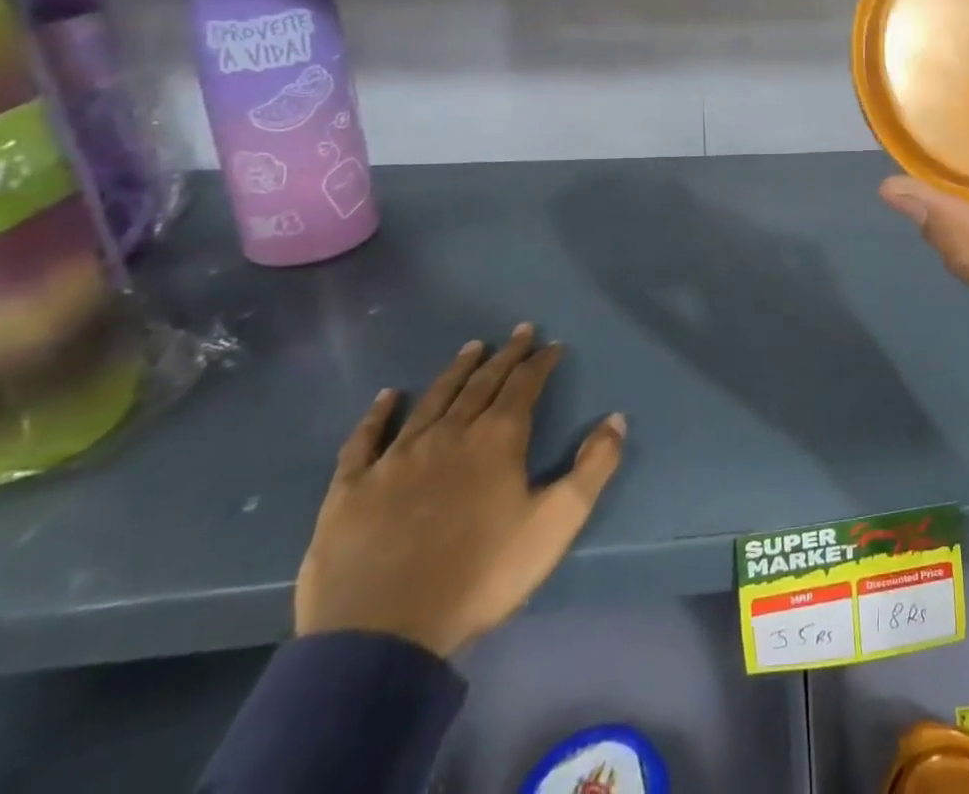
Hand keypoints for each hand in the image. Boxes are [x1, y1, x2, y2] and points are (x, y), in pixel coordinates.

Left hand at [295, 325, 625, 657]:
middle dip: (505, 355)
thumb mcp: (556, 523)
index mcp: (496, 439)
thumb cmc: (481, 575)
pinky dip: (377, 414)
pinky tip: (387, 396)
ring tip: (471, 348)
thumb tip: (616, 418)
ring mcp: (396, 459)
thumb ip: (593, 467)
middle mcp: (448, 434)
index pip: (524, 385)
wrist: (382, 636)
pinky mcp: (351, 489)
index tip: (553, 345)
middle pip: (480, 384)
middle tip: (520, 332)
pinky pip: (365, 440)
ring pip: (431, 401)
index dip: (541, 362)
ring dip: (455, 372)